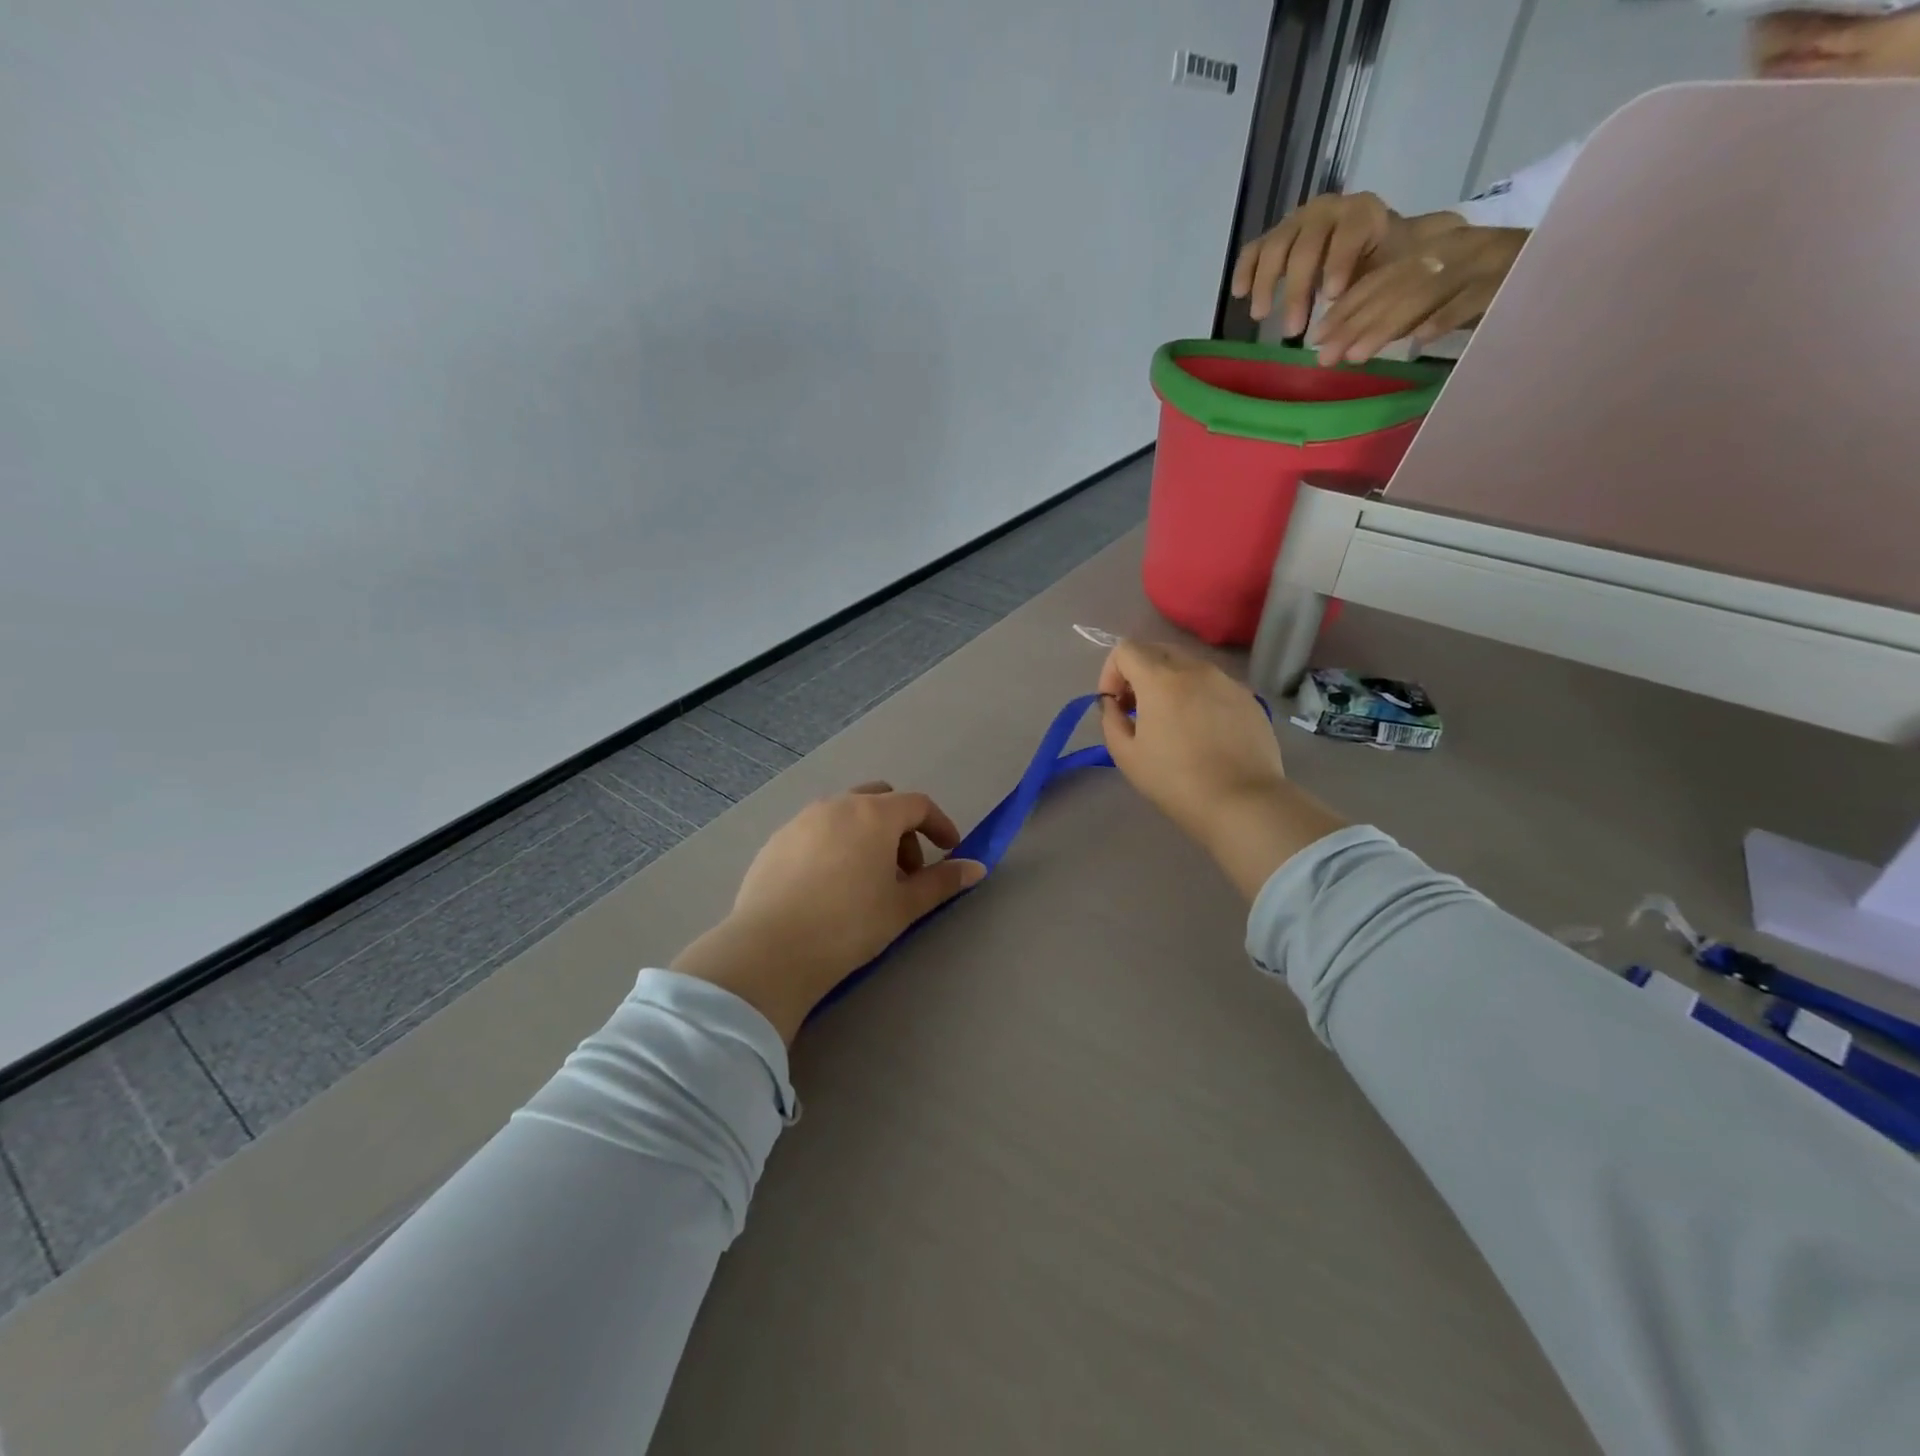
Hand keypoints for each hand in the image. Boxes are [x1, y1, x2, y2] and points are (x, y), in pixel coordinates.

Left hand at [671, 785, 984, 1041]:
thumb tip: (977, 867)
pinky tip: (828, 887)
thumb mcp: (902, 907)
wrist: (771, 951)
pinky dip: (834, 845)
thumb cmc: (848, 925)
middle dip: (901, 829)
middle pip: (880, 801)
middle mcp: (836, 805)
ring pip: (845, 814)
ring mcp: (801, 820)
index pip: (917, 805)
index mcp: (872, 814)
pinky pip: (816, 831)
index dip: (940, 825)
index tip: (950, 850)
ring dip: (866, 835)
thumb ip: (941, 882)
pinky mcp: (775, 841)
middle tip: (905, 871)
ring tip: (866, 881)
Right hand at [1098, 641, 1346, 899]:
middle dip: (1139, 673)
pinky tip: (1202, 732)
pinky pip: (1213, 684)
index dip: (1111, 673)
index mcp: (1160, 679)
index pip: (1125, 649)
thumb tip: (1113, 704)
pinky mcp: (1248, 697)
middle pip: (1157, 650)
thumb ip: (1111, 719)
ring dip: (1169, 683)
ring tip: (1171, 721)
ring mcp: (1226, 681)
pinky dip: (1198, 696)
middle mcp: (1195, 669)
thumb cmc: (1175, 780)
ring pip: (1188, 666)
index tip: (1114, 705)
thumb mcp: (1126, 755)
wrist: (1242, 801)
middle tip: (1137, 709)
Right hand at [1230, 192, 1410, 337]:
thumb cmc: (1383, 266)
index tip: (1331, 297)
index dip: (1338, 263)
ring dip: (1266, 283)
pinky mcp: (1275, 237)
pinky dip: (1245, 270)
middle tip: (1292, 330)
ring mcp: (1297, 222)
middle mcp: (1327, 211)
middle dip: (1297, 289)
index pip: (1349, 232)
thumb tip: (1351, 332)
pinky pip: (1254, 250)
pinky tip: (1240, 294)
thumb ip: (1375, 292)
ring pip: (1276, 246)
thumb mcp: (1392, 273)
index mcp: (1363, 214)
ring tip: (1261, 316)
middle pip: (1306, 245)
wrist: (1373, 248)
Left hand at [1308, 224, 1526, 364]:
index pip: (1379, 279)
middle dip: (1355, 324)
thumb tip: (1350, 340)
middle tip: (1324, 357)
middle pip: (1394, 288)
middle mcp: (1454, 250)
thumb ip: (1401, 308)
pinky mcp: (1513, 276)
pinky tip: (1420, 339)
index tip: (1315, 338)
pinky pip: (1474, 297)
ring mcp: (1484, 261)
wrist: (1570, 256)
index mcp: (1434, 250)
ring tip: (1356, 355)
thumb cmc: (1492, 285)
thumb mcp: (1439, 293)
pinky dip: (1448, 316)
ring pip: (1425, 293)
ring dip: (1388, 325)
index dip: (1345, 309)